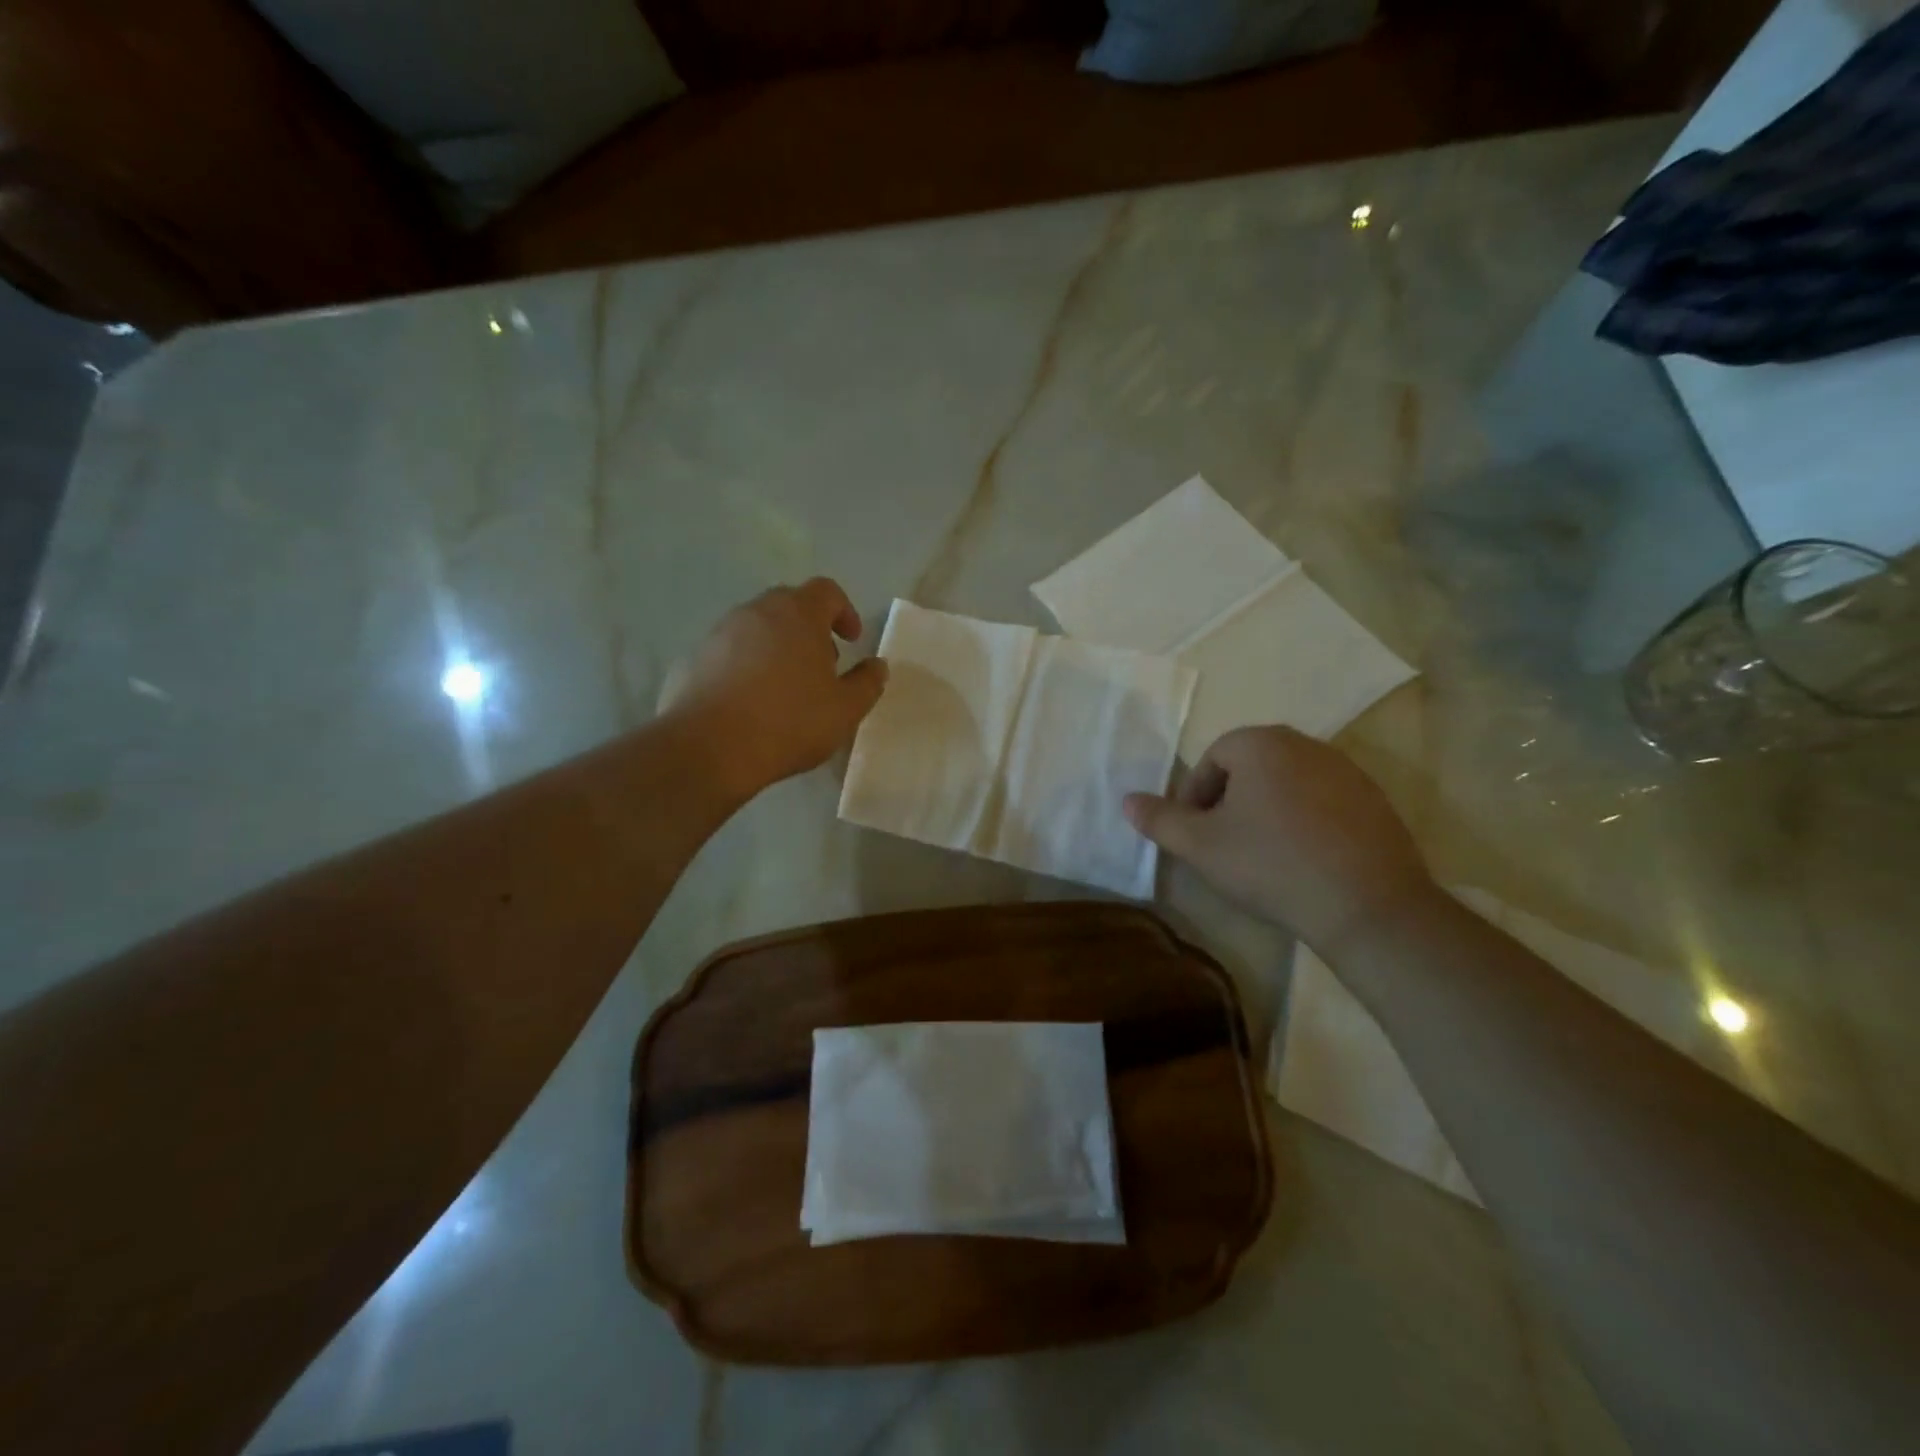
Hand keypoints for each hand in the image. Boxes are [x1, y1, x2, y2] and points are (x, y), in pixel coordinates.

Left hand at [663, 579, 886, 801]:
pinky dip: (748, 665)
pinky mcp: (695, 658)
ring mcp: (721, 632)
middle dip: (811, 628)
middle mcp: (757, 611)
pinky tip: (753, 701)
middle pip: (790, 604)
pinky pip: (731, 651)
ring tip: (787, 686)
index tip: (852, 640)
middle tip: (822, 664)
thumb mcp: (845, 709)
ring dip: (778, 646)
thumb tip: (877, 666)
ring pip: (758, 627)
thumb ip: (867, 683)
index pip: (826, 591)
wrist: (709, 747)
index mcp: (798, 613)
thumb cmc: (789, 721)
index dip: (844, 611)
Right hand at [1123, 726, 1435, 952]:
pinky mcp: (1375, 801)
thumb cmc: (1271, 866)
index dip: (1194, 797)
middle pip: (1250, 767)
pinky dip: (1303, 821)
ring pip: (1286, 783)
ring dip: (1265, 810)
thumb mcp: (1200, 846)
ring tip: (1261, 855)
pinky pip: (1322, 801)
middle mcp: (1306, 744)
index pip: (1212, 759)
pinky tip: (1303, 860)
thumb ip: (1159, 820)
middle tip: (1222, 843)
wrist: (1368, 907)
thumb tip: (1127, 800)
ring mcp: (1347, 771)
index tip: (1195, 834)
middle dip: (1229, 801)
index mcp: (1261, 743)